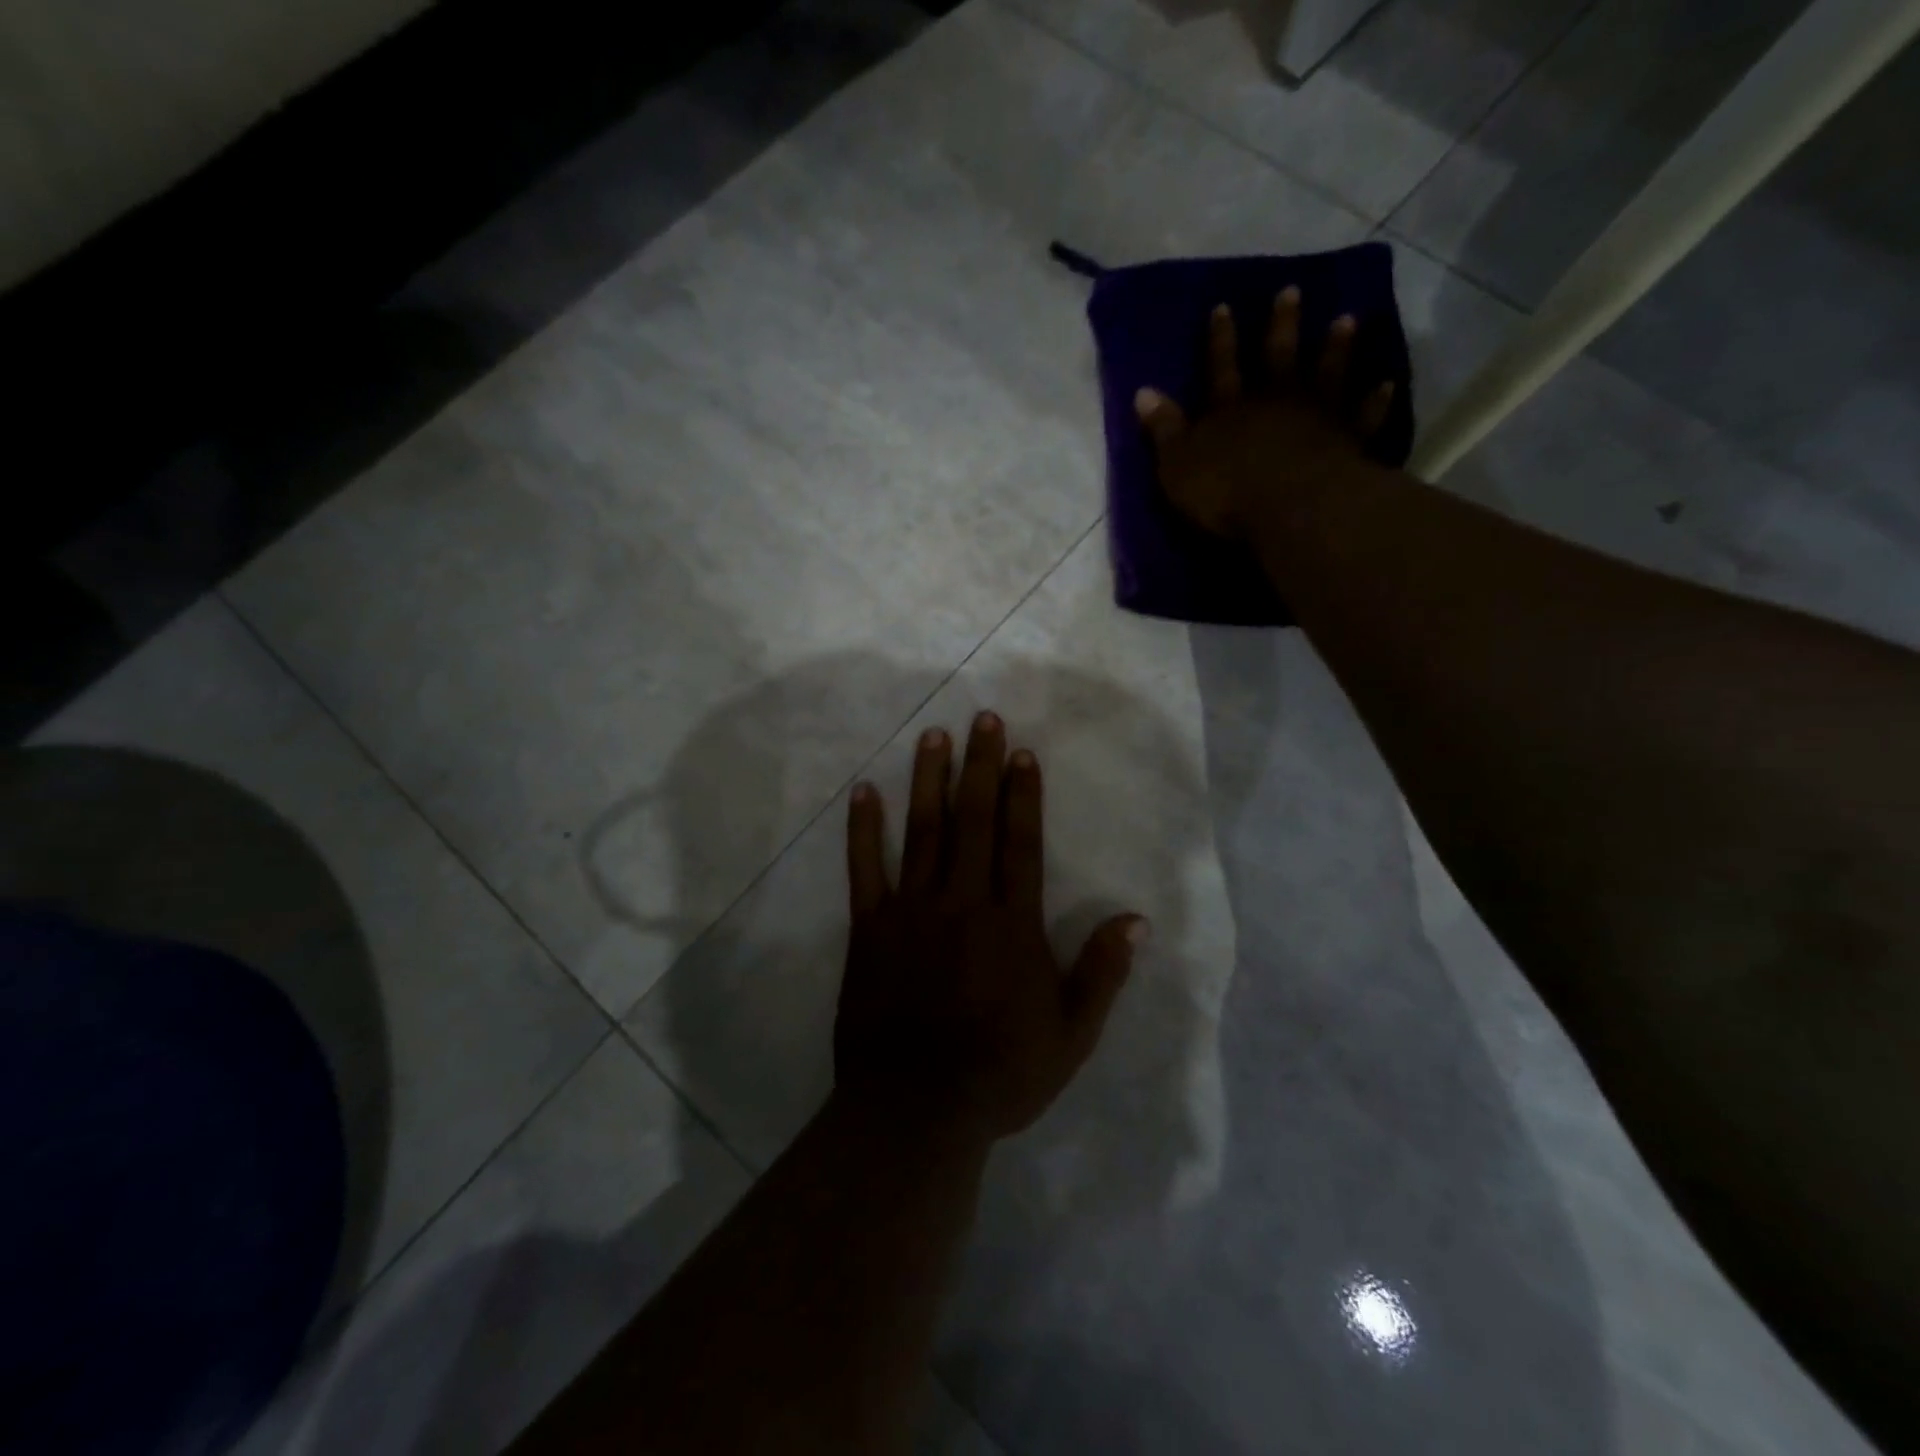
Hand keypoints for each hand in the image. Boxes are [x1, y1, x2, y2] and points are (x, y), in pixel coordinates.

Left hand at [837, 712, 1147, 1143]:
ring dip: (929, 781)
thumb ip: (1102, 973)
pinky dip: (864, 829)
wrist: (916, 1110)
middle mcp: (963, 902)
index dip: (1023, 794)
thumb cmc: (1000, 1073)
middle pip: (973, 821)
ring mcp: (911, 911)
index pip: (1021, 842)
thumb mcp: (1072, 1035)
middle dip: (980, 766)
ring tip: (933, 737)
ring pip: (923, 832)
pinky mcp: (870, 928)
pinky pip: (865, 869)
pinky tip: (864, 792)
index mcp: (1012, 923)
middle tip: (981, 719)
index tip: (1021, 751)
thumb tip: (1136, 920)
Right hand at [1134, 288, 1396, 537]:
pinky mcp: (1347, 440)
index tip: (1224, 306)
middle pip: (1277, 356)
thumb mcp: (1177, 465)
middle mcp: (1274, 401)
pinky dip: (1374, 400)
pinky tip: (1386, 382)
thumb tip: (1143, 392)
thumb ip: (1163, 429)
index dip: (1220, 339)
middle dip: (1282, 324)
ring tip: (1346, 318)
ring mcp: (1315, 416)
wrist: (1288, 506)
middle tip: (1293, 289)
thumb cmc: (1224, 491)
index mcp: (1229, 409)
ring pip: (1326, 373)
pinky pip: (1363, 415)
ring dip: (1336, 347)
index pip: (1220, 367)